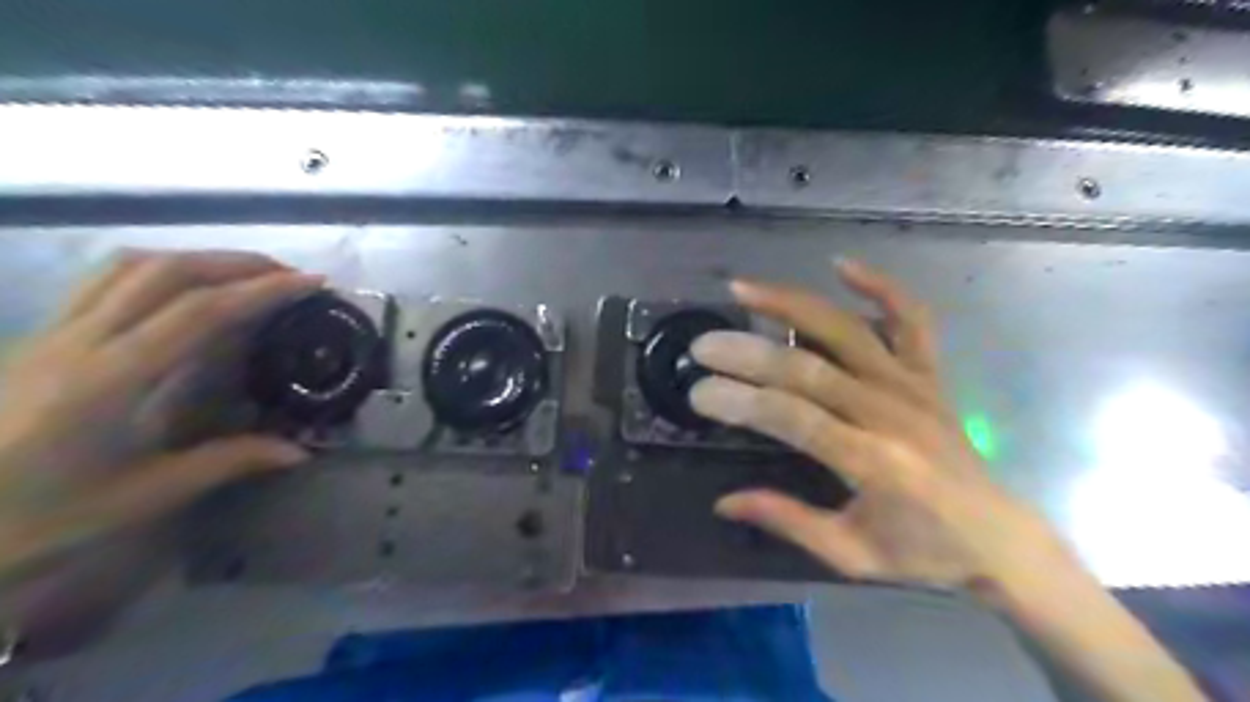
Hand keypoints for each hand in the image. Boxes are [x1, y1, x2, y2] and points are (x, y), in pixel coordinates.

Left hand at [1, 253, 319, 585]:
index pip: (200, 312)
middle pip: (167, 272)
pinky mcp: (43, 335)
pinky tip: (185, 287)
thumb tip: (301, 450)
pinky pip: (106, 279)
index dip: (262, 291)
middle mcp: (81, 340)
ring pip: (132, 266)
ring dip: (200, 259)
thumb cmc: (36, 518)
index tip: (311, 284)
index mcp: (110, 379)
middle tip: (291, 276)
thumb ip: (228, 461)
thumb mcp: (143, 496)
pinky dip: (160, 268)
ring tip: (247, 274)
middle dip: (239, 263)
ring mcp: (54, 331)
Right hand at [689, 260, 1069, 593]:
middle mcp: (892, 413)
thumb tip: (722, 502)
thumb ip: (787, 520)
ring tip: (743, 289)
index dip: (741, 402)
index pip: (793, 419)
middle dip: (748, 354)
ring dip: (792, 304)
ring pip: (846, 330)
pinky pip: (911, 319)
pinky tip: (842, 266)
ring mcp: (914, 386)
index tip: (699, 393)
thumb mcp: (850, 554)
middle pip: (809, 368)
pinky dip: (880, 287)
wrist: (1000, 539)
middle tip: (702, 345)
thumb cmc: (924, 552)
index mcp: (874, 462)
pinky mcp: (930, 374)